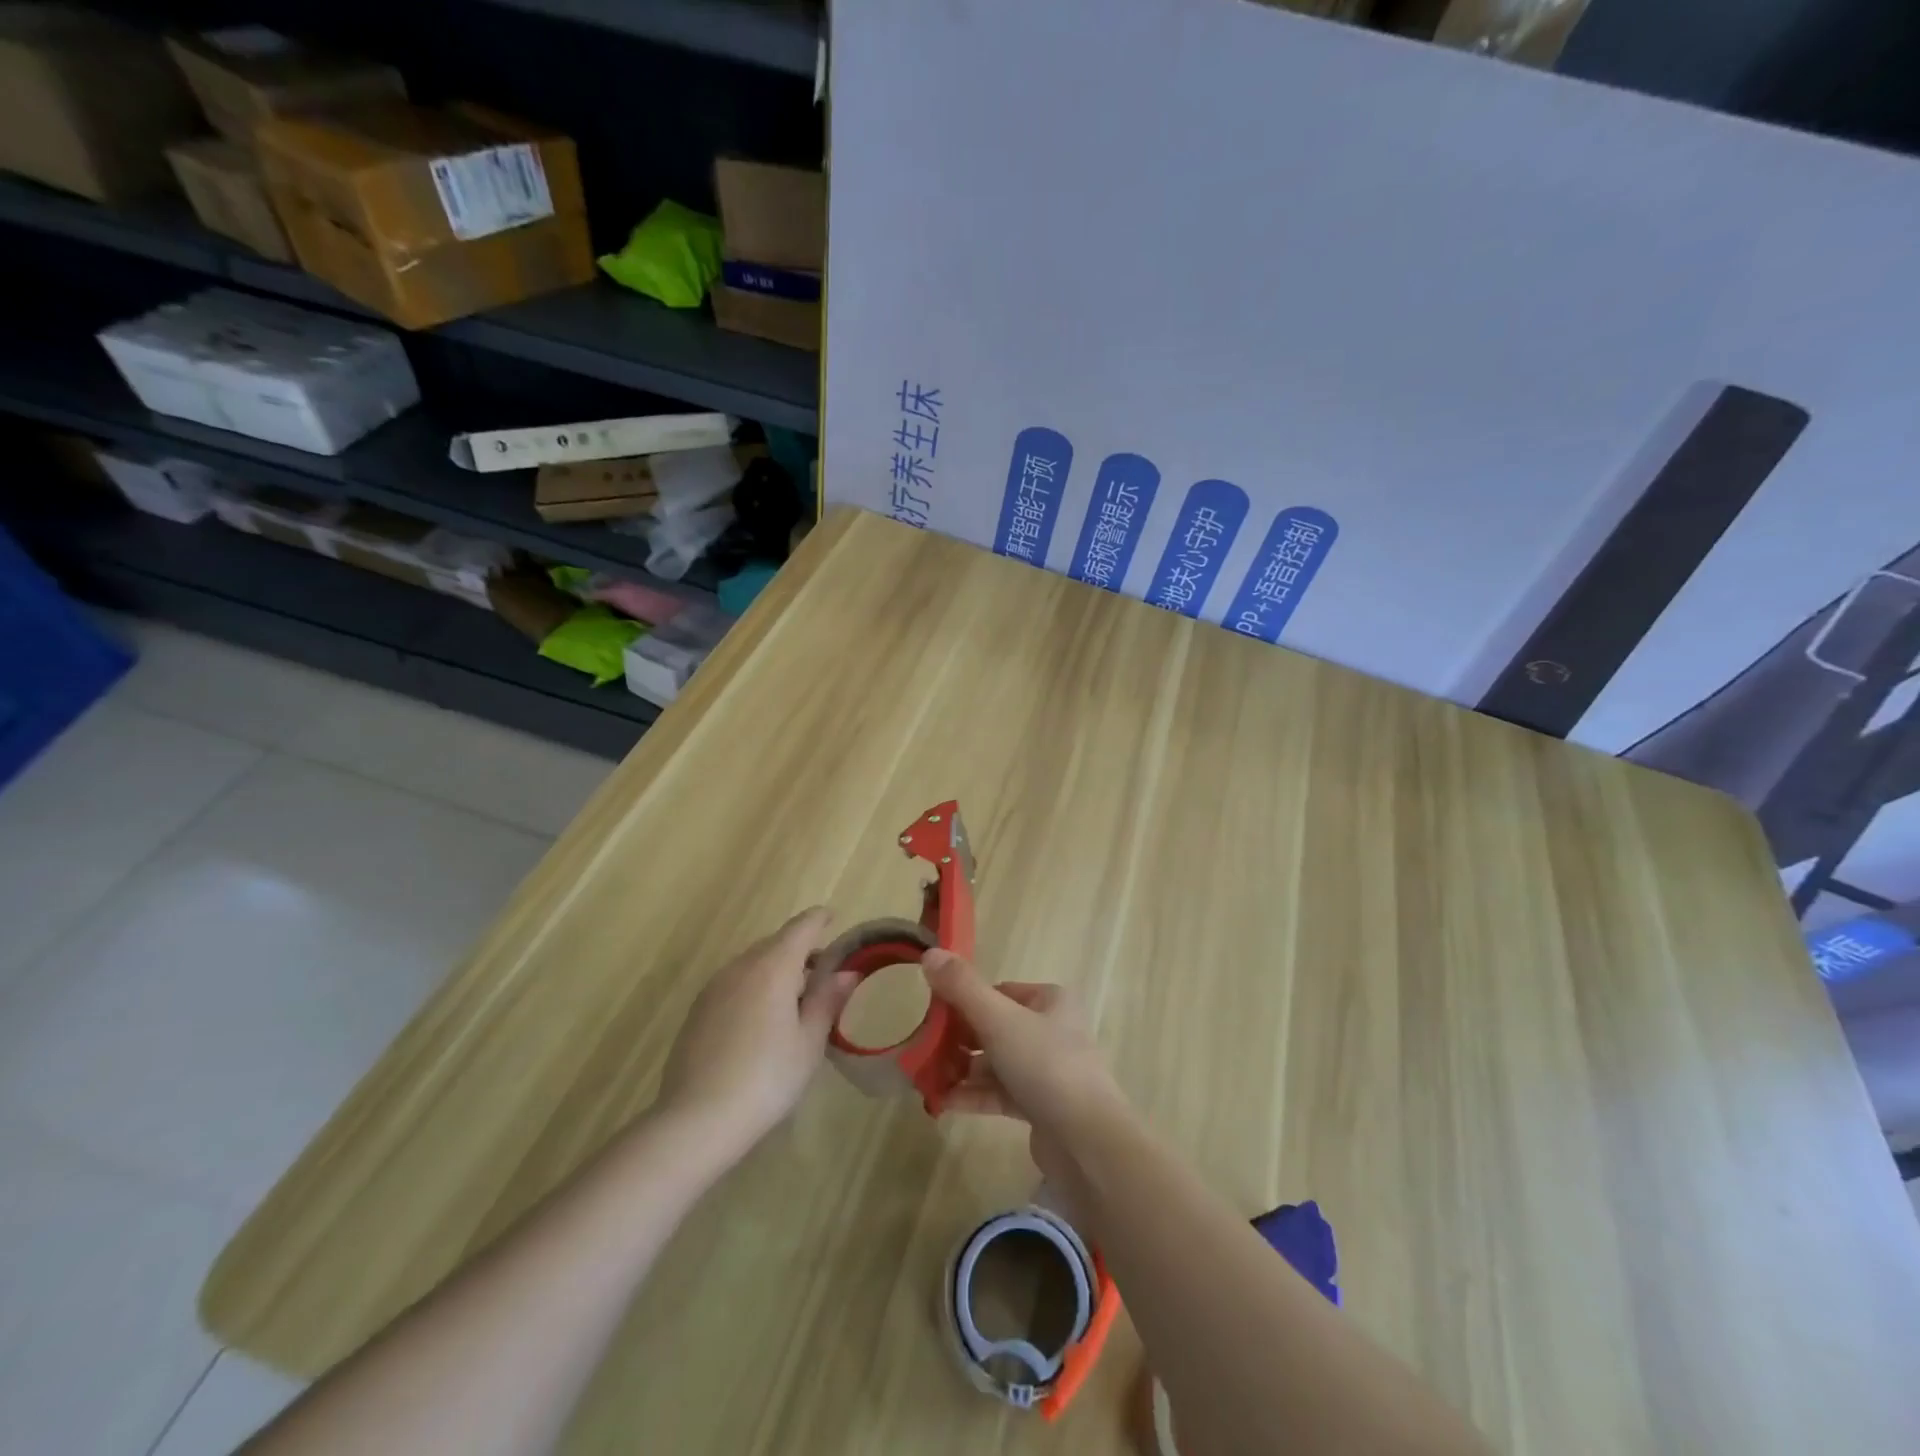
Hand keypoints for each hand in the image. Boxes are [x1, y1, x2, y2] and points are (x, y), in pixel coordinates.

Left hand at [659, 907, 858, 1155]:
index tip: (832, 918)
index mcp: (773, 967)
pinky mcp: (698, 1010)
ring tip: (794, 1001)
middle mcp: (741, 966)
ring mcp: (714, 987)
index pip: (801, 927)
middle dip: (800, 949)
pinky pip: (734, 982)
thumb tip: (847, 972)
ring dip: (776, 969)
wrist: (696, 1120)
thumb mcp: (809, 1042)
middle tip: (822, 974)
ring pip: (753, 963)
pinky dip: (754, 986)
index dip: (819, 919)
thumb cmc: (767, 1078)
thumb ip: (827, 1000)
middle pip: (775, 943)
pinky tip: (761, 1020)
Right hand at [921, 950, 1128, 1187]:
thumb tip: (930, 953)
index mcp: (1050, 1001)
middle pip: (993, 1026)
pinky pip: (999, 1093)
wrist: (1087, 1141)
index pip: (998, 991)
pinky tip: (942, 1102)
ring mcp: (1046, 1070)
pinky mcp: (1039, 1107)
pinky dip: (972, 1095)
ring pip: (994, 1062)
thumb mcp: (999, 1019)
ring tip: (926, 1078)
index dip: (964, 1000)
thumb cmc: (1045, 1065)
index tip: (932, 1013)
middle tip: (923, 1048)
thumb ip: (962, 988)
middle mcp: (1051, 1030)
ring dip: (961, 1069)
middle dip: (957, 1039)